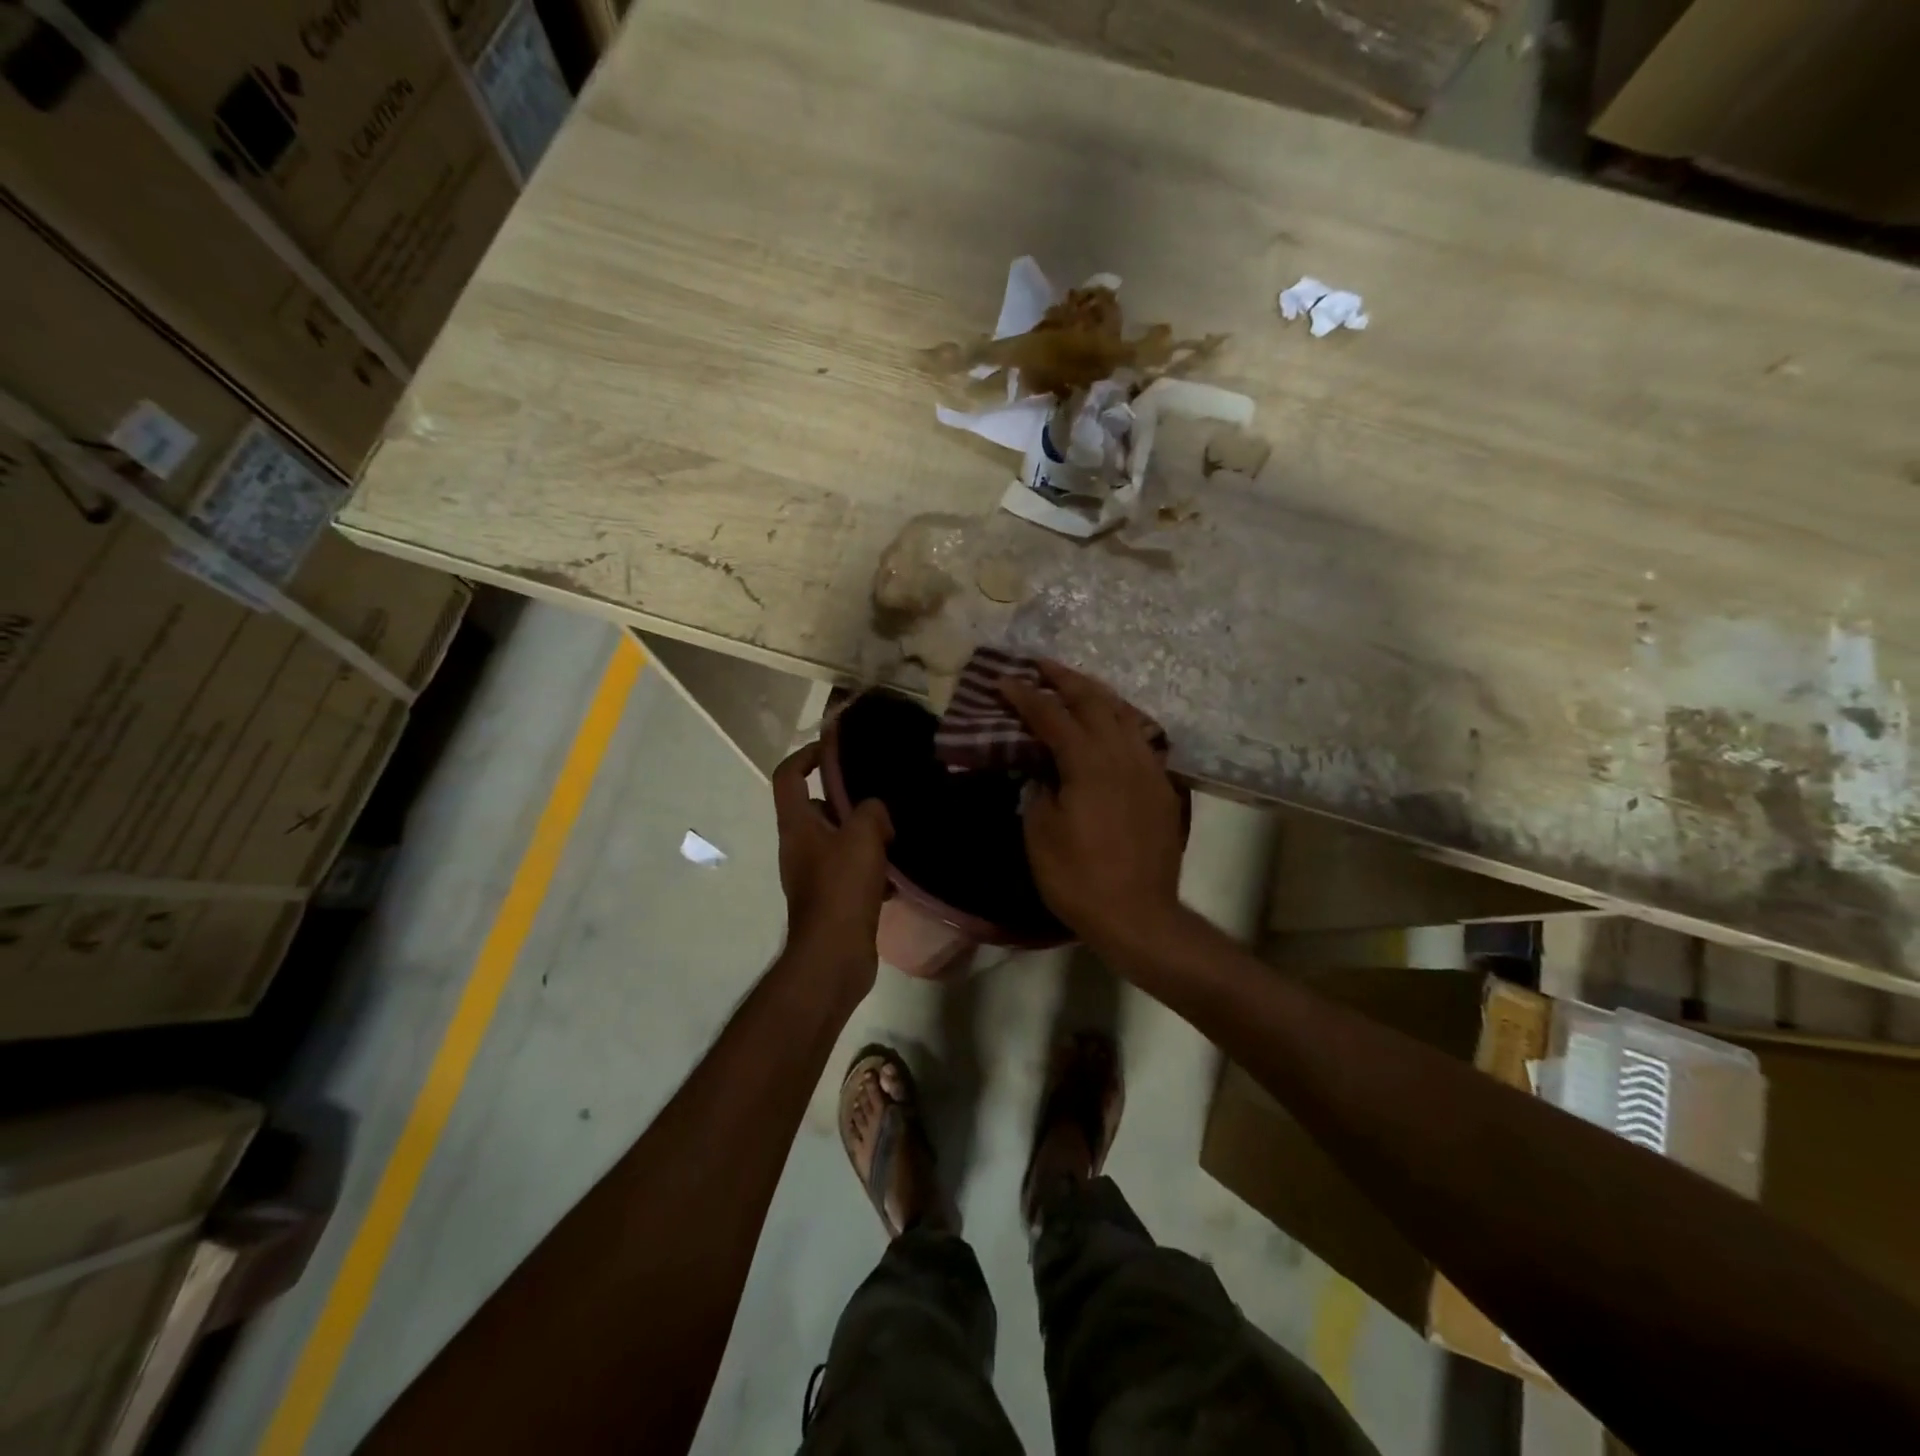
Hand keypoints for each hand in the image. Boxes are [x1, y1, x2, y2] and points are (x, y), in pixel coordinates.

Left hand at [772, 741, 894, 999]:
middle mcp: (799, 846)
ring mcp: (814, 874)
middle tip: (882, 796)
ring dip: (865, 835)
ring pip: (839, 840)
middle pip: (817, 808)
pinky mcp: (832, 899)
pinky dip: (871, 867)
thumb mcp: (862, 837)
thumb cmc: (841, 889)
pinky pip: (851, 870)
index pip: (788, 775)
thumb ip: (871, 810)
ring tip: (897, 831)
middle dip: (848, 799)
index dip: (807, 755)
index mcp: (797, 825)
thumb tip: (876, 810)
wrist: (834, 956)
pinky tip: (898, 873)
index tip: (836, 749)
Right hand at [1001, 662, 1185, 956]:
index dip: (1025, 696)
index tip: (1004, 681)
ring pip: (1124, 714)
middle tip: (1040, 666)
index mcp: (1088, 763)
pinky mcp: (1162, 786)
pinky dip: (1120, 721)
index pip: (1052, 716)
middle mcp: (1122, 754)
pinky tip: (1111, 725)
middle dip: (1064, 679)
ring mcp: (1148, 768)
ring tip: (1075, 686)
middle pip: (1094, 701)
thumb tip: (1043, 767)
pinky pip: (1141, 738)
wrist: (1138, 915)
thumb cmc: (1078, 878)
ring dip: (1096, 694)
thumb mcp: (1040, 833)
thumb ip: (1039, 788)